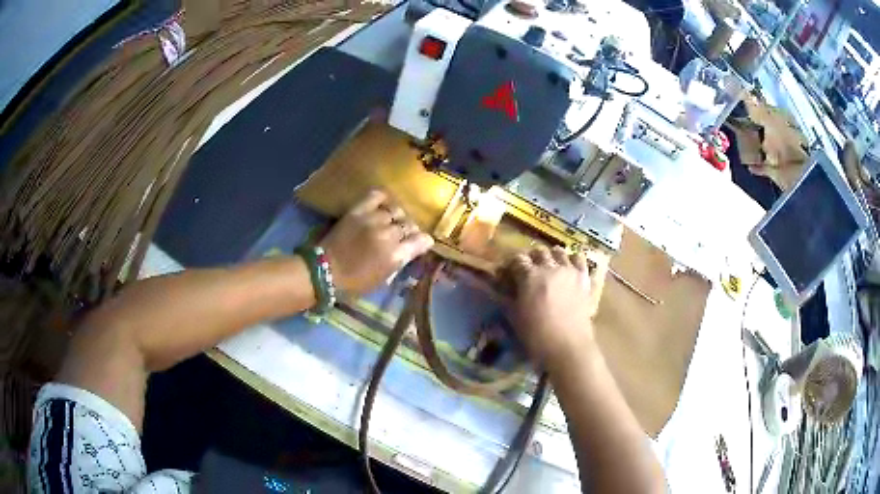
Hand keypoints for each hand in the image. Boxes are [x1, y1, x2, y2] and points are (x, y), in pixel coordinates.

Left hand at [319, 190, 433, 294]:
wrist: (324, 271)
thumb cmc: (354, 282)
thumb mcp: (383, 279)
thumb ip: (399, 262)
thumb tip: (409, 250)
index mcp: (396, 256)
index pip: (423, 240)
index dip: (423, 241)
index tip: (419, 244)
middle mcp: (389, 235)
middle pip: (410, 225)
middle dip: (409, 231)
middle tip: (401, 236)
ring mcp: (373, 220)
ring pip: (396, 210)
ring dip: (396, 217)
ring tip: (390, 221)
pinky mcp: (358, 210)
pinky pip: (378, 195)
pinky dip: (383, 199)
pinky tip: (381, 207)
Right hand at [504, 246, 600, 364]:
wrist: (569, 347)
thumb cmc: (537, 336)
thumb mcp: (515, 318)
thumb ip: (507, 298)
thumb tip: (501, 288)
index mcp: (530, 276)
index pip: (517, 259)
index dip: (511, 264)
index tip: (509, 273)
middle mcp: (550, 267)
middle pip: (539, 252)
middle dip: (532, 258)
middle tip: (528, 270)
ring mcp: (570, 271)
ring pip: (559, 251)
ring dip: (552, 256)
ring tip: (550, 266)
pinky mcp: (585, 279)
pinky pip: (581, 260)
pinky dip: (574, 260)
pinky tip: (570, 267)